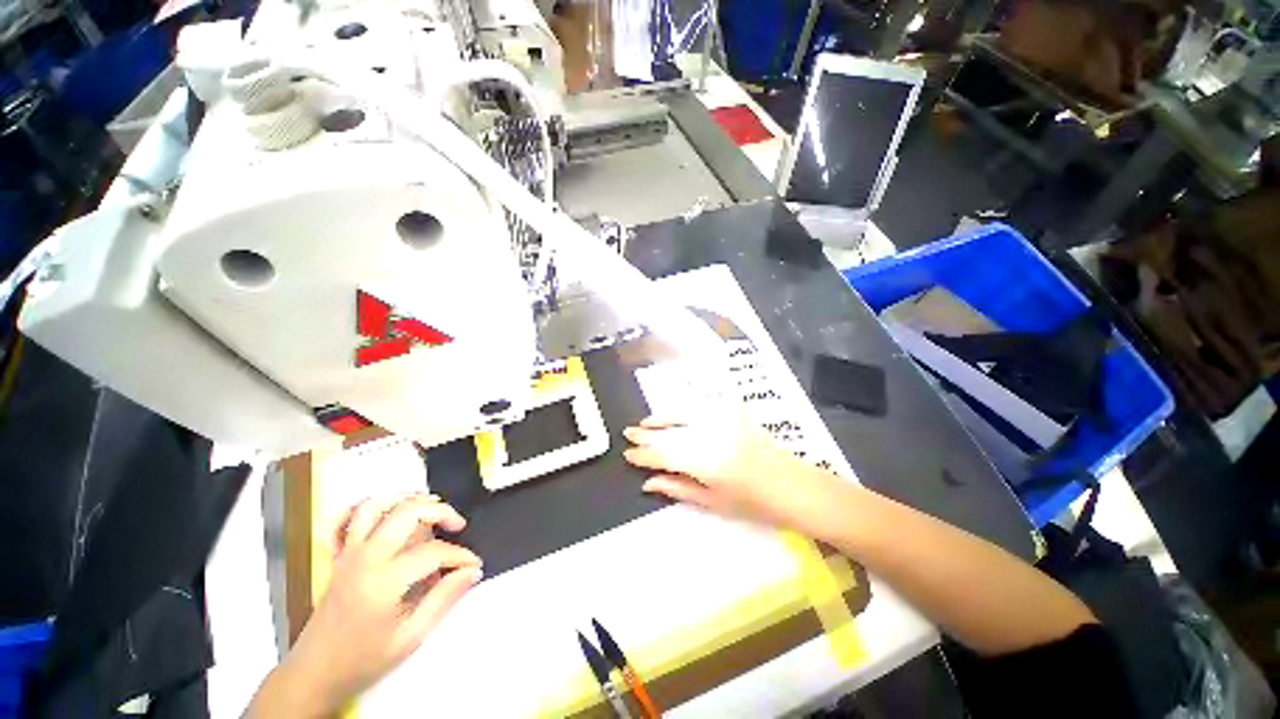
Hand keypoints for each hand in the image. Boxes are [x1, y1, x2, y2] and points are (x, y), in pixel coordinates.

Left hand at [250, 495, 481, 716]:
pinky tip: (386, 515)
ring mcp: (348, 553)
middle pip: (408, 512)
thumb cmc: (364, 661)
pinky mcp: (339, 555)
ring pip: (377, 505)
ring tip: (428, 511)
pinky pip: (345, 519)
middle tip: (457, 526)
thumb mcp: (410, 638)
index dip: (460, 556)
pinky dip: (366, 509)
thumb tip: (472, 571)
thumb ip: (443, 599)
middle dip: (441, 511)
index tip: (474, 565)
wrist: (314, 673)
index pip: (433, 552)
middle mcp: (365, 557)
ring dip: (407, 501)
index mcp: (384, 581)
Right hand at [623, 414, 845, 536]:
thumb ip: (677, 489)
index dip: (644, 455)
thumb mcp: (712, 502)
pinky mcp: (734, 412)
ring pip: (683, 414)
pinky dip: (687, 402)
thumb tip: (648, 482)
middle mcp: (710, 435)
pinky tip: (677, 403)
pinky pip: (704, 401)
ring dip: (662, 418)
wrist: (792, 485)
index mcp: (704, 462)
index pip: (664, 454)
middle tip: (628, 433)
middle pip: (670, 431)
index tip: (628, 455)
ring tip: (645, 422)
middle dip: (647, 434)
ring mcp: (723, 420)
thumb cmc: (753, 503)